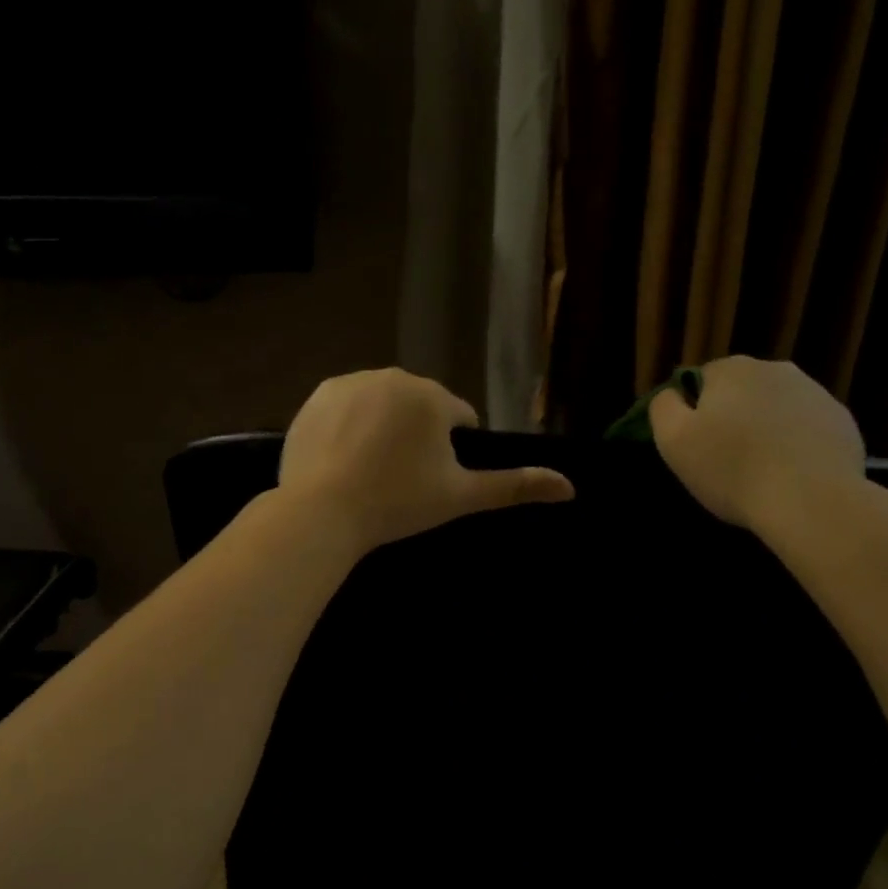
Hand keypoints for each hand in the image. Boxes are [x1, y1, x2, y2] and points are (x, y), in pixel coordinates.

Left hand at [279, 368, 574, 551]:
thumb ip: (515, 486)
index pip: (458, 417)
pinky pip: (346, 406)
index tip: (432, 479)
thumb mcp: (460, 497)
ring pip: (382, 403)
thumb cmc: (398, 503)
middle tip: (400, 478)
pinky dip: (349, 425)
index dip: (451, 449)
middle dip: (417, 434)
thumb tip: (570, 487)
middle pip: (419, 406)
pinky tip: (343, 457)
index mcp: (433, 397)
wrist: (322, 511)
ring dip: (384, 427)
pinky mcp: (317, 396)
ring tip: (371, 469)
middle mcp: (394, 377)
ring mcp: (350, 382)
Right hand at [650, 356, 864, 530]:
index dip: (693, 411)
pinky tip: (790, 474)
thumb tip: (672, 393)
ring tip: (760, 470)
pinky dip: (795, 444)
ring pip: (775, 408)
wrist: (811, 500)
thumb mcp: (673, 441)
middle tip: (725, 459)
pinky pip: (806, 428)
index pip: (700, 380)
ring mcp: (816, 393)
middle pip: (741, 391)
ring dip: (764, 429)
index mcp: (732, 370)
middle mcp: (776, 369)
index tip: (695, 444)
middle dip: (731, 417)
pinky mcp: (842, 421)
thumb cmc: (731, 470)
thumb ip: (663, 407)